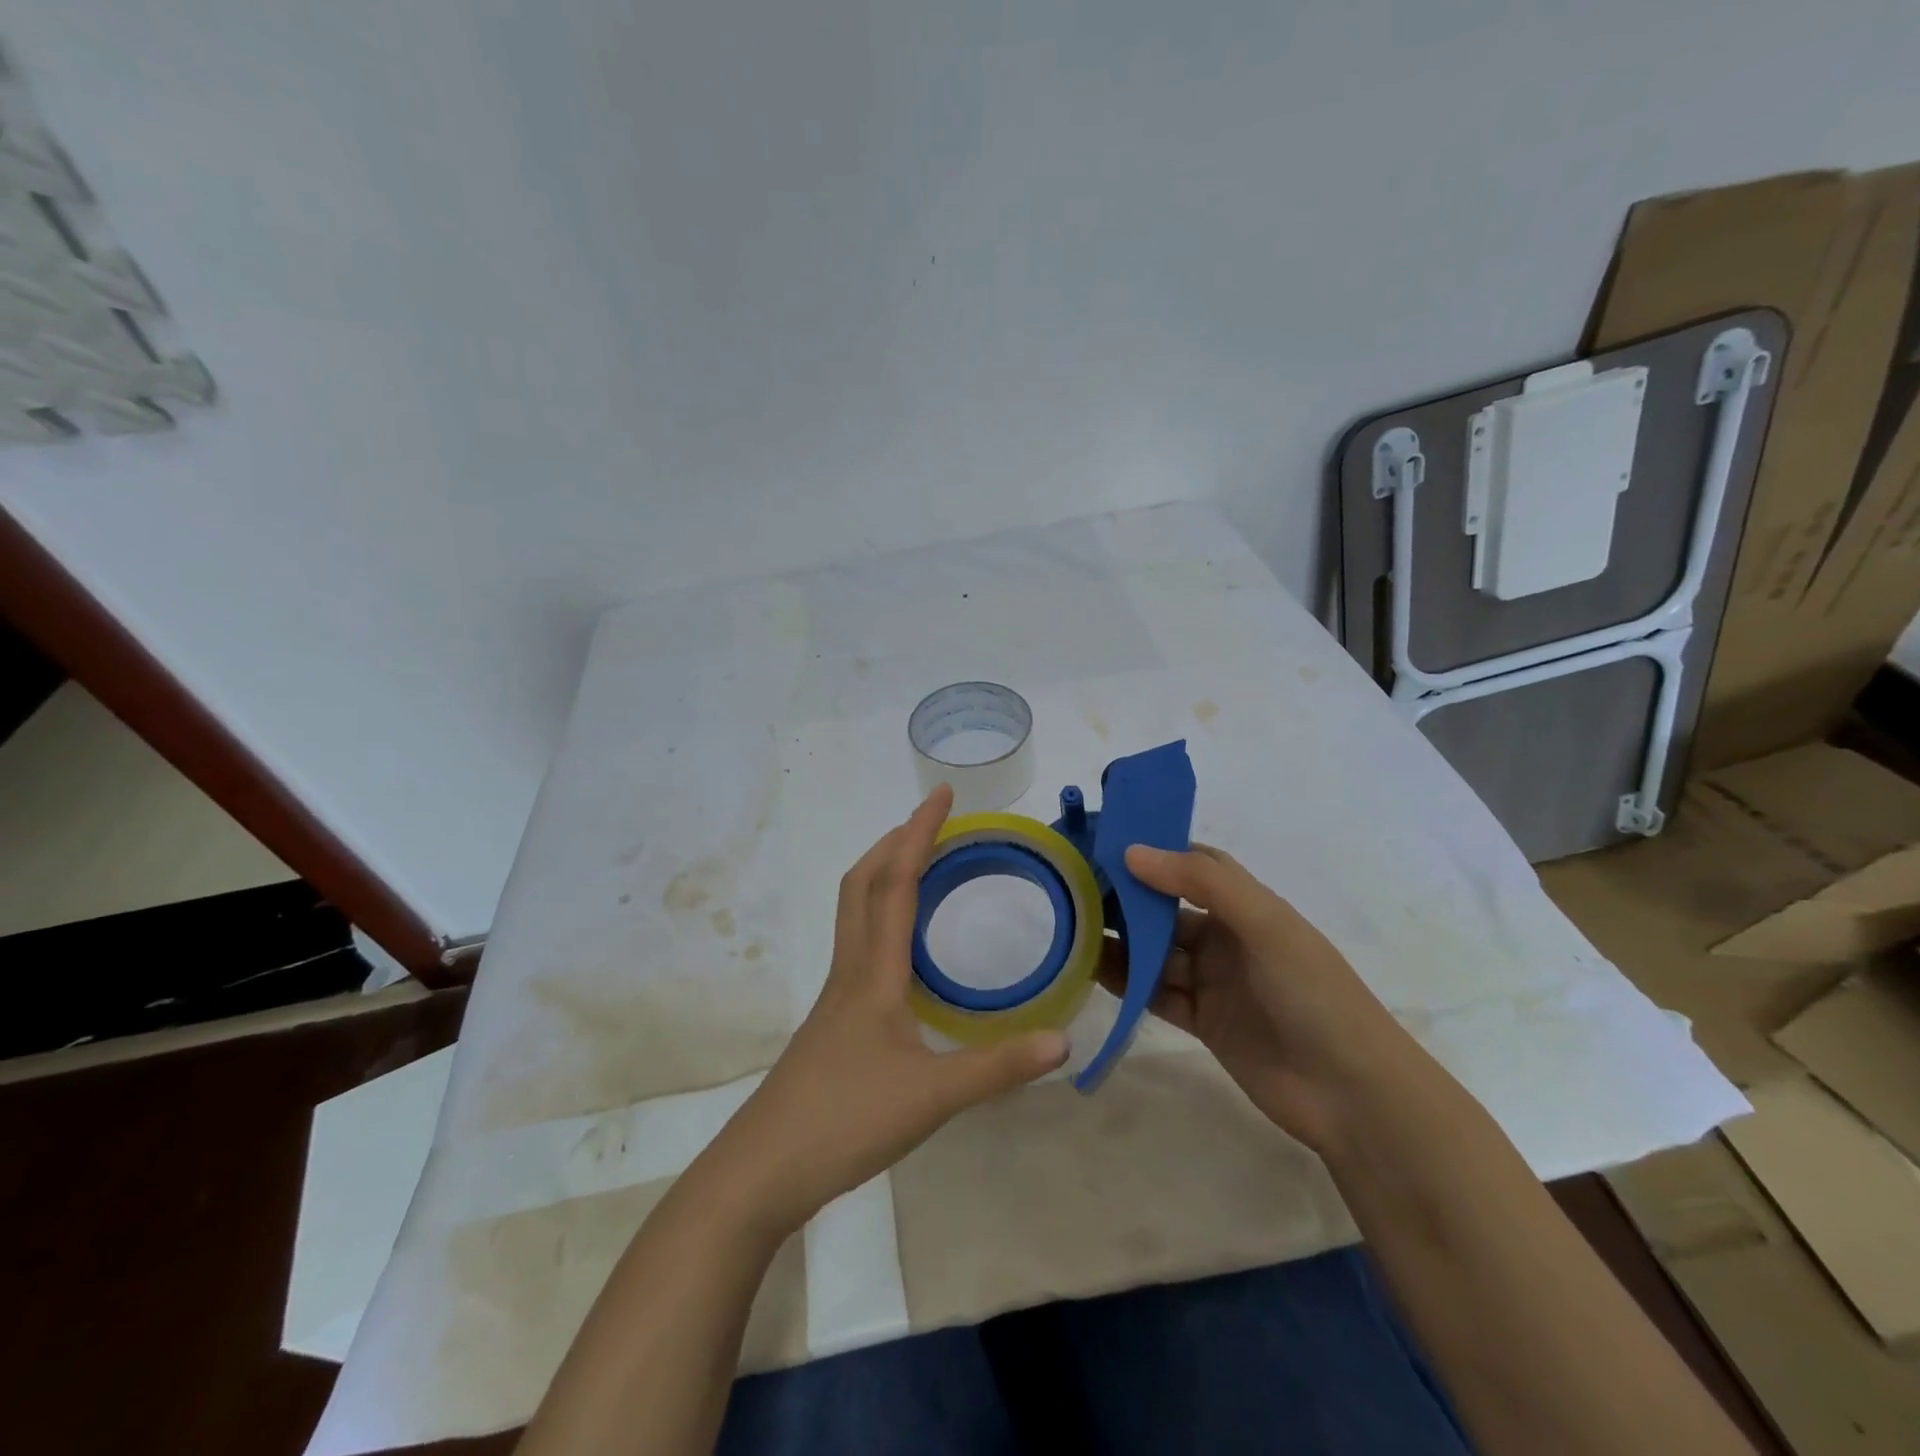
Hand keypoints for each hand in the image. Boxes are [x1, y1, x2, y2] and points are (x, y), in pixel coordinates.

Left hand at [708, 784, 1069, 1236]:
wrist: (763, 1168)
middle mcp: (851, 969)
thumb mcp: (932, 1097)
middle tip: (933, 822)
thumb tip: (1065, 1041)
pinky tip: (904, 947)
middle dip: (895, 842)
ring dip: (884, 874)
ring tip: (920, 866)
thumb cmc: (844, 1121)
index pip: (896, 882)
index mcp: (874, 971)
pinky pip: (857, 943)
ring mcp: (837, 994)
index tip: (942, 795)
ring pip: (854, 911)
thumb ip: (999, 1068)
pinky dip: (880, 916)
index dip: (919, 833)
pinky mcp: (833, 1019)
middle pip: (862, 883)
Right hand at [1101, 844, 1416, 1151]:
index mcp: (1248, 907)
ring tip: (1074, 931)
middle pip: (1167, 911)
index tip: (1106, 846)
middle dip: (1127, 900)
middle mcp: (1228, 939)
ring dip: (1121, 943)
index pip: (1194, 866)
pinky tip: (1093, 972)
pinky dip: (1128, 983)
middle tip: (1075, 892)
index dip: (1154, 853)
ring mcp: (1215, 982)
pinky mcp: (1204, 1023)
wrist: (1352, 1095)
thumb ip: (1202, 883)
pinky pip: (1157, 994)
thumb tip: (1133, 852)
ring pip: (1156, 954)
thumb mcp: (1265, 925)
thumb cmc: (1313, 994)